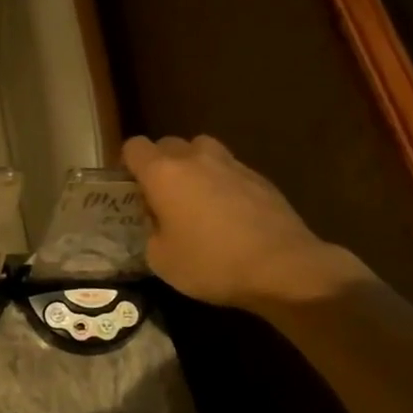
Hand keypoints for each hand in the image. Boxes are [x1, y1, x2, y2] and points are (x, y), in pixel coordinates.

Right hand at [123, 134, 368, 311]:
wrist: (284, 268)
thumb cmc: (212, 264)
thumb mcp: (161, 259)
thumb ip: (151, 231)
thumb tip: (158, 222)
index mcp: (163, 173)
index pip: (133, 147)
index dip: (128, 165)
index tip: (131, 189)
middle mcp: (195, 158)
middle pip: (168, 144)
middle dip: (161, 164)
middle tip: (163, 197)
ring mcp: (231, 164)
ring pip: (202, 150)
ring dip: (194, 167)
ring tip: (198, 199)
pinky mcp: (260, 177)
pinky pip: (230, 170)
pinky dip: (223, 183)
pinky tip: (230, 214)